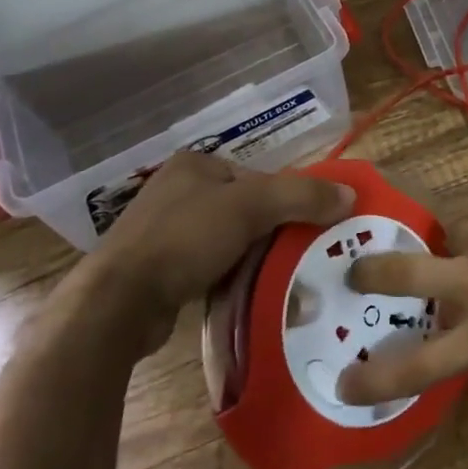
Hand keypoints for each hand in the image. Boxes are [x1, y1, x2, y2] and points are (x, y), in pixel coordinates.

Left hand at [67, 153, 354, 356]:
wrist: (118, 304)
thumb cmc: (184, 239)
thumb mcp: (251, 206)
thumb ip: (302, 195)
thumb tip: (350, 194)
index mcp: (195, 164)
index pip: (258, 177)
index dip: (286, 200)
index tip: (307, 227)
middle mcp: (178, 191)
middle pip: (246, 208)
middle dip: (272, 231)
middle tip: (299, 255)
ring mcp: (164, 232)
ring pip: (229, 240)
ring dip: (252, 258)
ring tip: (278, 278)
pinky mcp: (159, 270)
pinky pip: (209, 267)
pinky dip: (229, 278)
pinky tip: (244, 294)